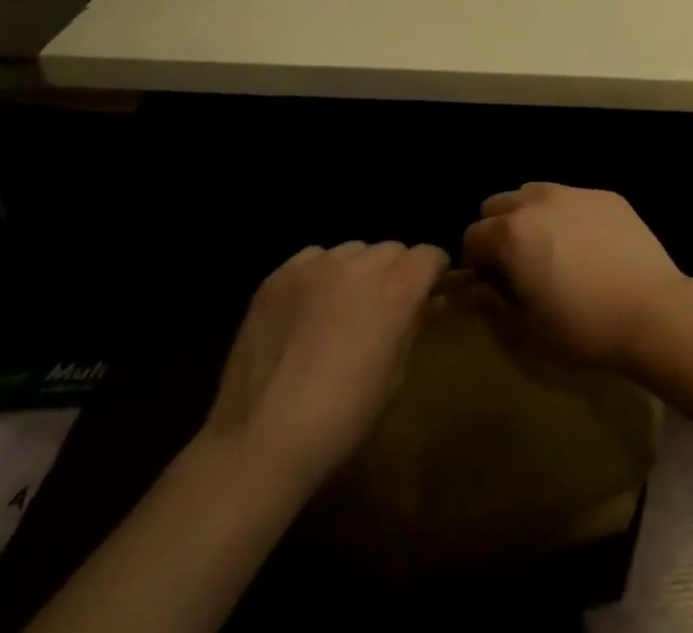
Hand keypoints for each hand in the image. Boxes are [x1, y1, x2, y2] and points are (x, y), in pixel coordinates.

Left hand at [199, 241, 447, 496]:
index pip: (429, 254)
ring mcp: (316, 267)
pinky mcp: (280, 275)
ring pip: (354, 251)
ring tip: (342, 306)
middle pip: (392, 249)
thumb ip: (415, 326)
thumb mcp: (394, 377)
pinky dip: (320, 274)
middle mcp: (361, 266)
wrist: (259, 442)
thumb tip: (434, 301)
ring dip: (358, 271)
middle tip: (382, 308)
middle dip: (395, 272)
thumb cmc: (341, 420)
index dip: (432, 272)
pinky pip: (314, 258)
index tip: (428, 292)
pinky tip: (309, 308)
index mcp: (396, 291)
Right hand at [461, 184, 688, 371]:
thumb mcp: (528, 329)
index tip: (491, 284)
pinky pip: (572, 197)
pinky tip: (588, 246)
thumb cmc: (583, 326)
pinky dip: (567, 215)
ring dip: (530, 216)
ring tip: (552, 250)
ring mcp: (575, 192)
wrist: (652, 309)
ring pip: (534, 193)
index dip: (475, 262)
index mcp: (512, 233)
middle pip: (498, 204)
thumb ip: (492, 303)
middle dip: (498, 230)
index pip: (472, 235)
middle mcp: (538, 201)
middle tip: (518, 265)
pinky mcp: (606, 194)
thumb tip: (477, 288)